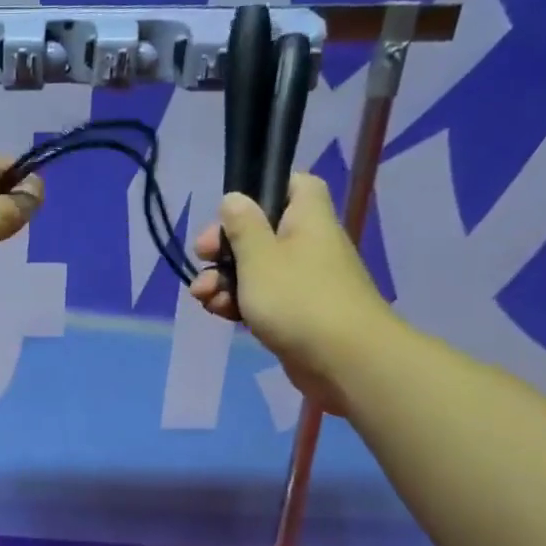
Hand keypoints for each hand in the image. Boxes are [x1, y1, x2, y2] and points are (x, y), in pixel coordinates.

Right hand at [188, 173, 398, 412]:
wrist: (344, 361)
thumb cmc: (298, 299)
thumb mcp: (259, 257)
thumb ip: (242, 226)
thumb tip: (234, 198)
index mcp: (307, 218)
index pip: (293, 185)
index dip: (262, 190)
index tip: (231, 211)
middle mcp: (307, 244)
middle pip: (260, 232)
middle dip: (225, 247)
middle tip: (203, 257)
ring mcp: (302, 281)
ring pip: (255, 269)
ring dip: (223, 280)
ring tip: (202, 296)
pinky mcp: (295, 313)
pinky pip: (261, 299)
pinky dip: (238, 302)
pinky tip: (218, 313)